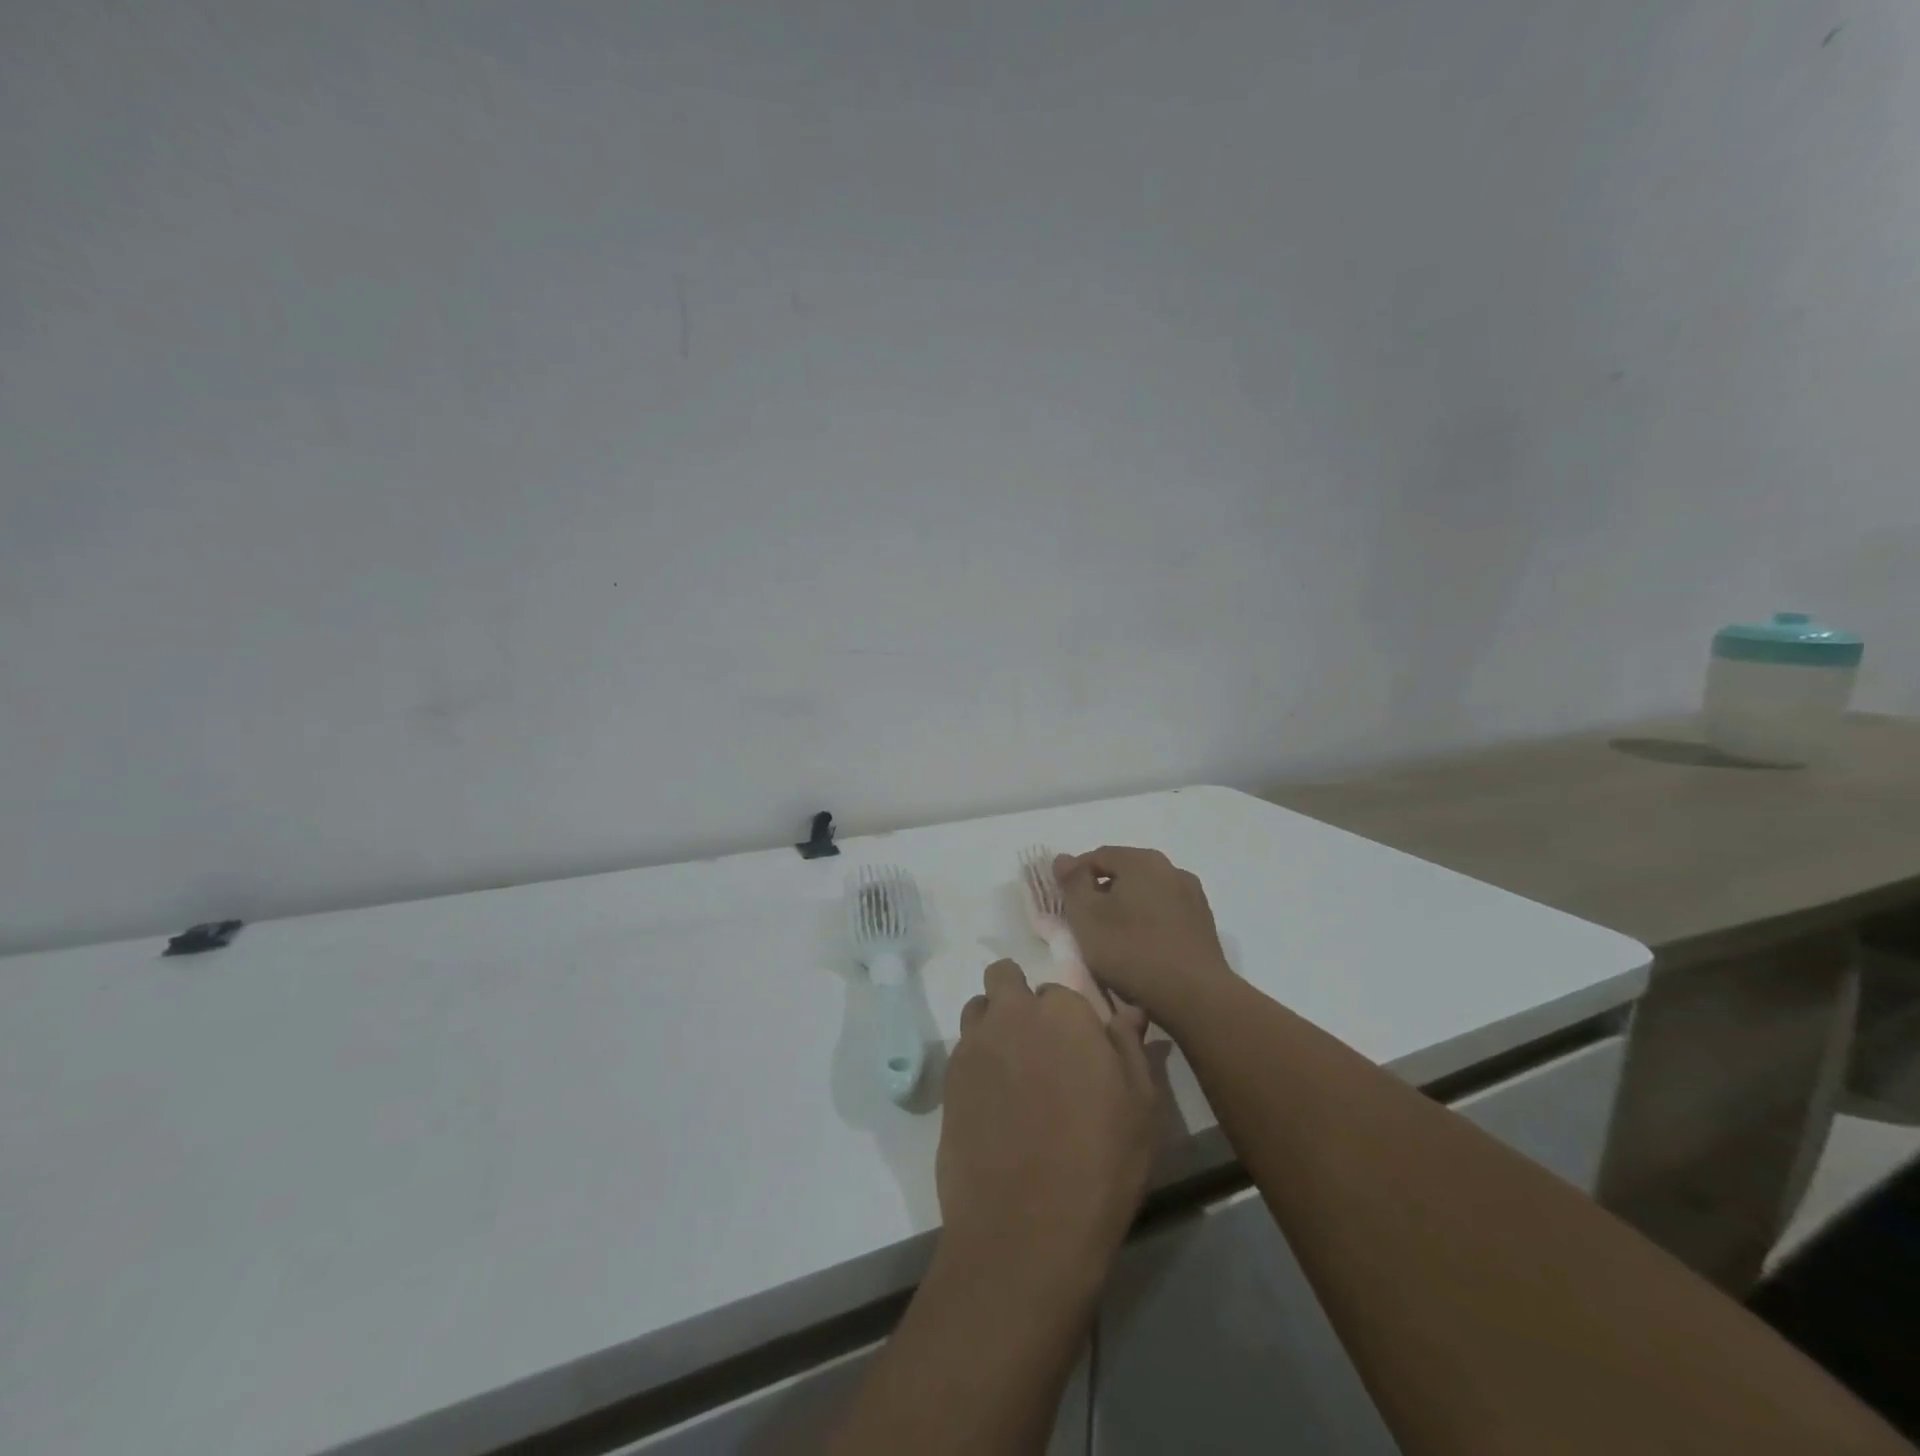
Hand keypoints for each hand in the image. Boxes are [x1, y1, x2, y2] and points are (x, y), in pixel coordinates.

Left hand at [937, 961, 1159, 1300]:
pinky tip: (993, 1102)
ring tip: (1012, 1069)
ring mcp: (974, 1044)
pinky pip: (962, 1049)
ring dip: (992, 1023)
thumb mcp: (1140, 1107)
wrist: (1025, 1229)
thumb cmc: (1100, 1164)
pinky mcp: (948, 1079)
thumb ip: (1130, 1048)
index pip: (1061, 989)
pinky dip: (976, 1061)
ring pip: (978, 1009)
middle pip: (1005, 978)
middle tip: (1037, 1044)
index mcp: (1063, 1013)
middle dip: (1017, 998)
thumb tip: (1129, 1011)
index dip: (1069, 1018)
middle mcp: (1013, 1014)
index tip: (1076, 1046)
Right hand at [1054, 846, 1233, 1024]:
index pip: (1098, 856)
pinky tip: (1140, 948)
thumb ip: (1072, 882)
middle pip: (1125, 872)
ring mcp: (1193, 897)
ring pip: (1147, 894)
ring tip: (1112, 937)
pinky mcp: (1204, 925)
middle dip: (1102, 891)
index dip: (1075, 875)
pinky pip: (1166, 914)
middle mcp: (1171, 869)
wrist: (1194, 995)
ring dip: (1127, 907)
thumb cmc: (1131, 950)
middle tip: (1083, 920)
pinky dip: (1148, 923)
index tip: (1063, 901)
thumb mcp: (1086, 915)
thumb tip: (1064, 858)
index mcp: (1142, 860)